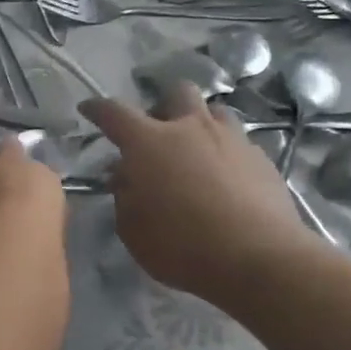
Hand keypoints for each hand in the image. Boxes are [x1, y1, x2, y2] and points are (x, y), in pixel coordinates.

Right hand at [81, 83, 317, 306]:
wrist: (258, 257)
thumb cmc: (182, 245)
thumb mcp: (133, 230)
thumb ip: (124, 197)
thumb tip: (127, 177)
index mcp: (149, 142)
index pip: (114, 113)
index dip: (97, 109)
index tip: (88, 108)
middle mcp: (190, 128)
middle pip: (176, 92)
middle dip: (163, 105)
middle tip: (158, 133)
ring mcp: (231, 139)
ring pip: (214, 112)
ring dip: (201, 125)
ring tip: (197, 152)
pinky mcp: (262, 158)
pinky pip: (238, 143)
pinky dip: (226, 154)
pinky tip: (227, 180)